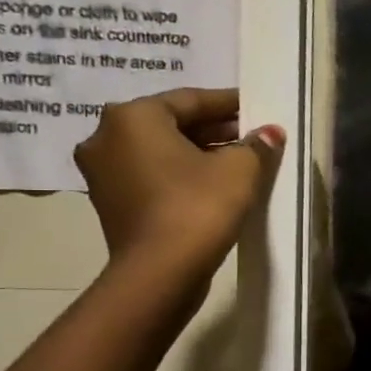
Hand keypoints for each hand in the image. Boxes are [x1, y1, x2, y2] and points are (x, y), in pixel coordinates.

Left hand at [74, 87, 285, 279]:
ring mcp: (102, 172)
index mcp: (133, 117)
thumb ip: (256, 145)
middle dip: (214, 128)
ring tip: (239, 160)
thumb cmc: (199, 205)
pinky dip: (181, 172)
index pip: (191, 99)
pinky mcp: (110, 202)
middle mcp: (106, 137)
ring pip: (160, 150)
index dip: (229, 103)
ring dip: (198, 151)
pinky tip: (213, 183)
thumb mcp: (240, 168)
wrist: (160, 271)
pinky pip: (152, 174)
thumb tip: (268, 133)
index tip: (257, 107)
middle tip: (252, 135)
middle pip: (171, 123)